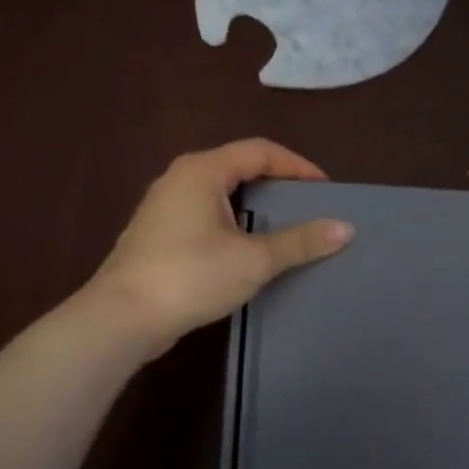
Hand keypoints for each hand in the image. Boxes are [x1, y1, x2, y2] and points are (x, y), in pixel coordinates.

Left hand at [83, 139, 352, 352]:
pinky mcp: (159, 235)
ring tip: (285, 228)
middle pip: (239, 167)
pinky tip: (249, 250)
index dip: (297, 166)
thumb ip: (300, 241)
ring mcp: (164, 207)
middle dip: (278, 184)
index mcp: (202, 171)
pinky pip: (207, 215)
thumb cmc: (191, 276)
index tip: (325, 190)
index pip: (260, 151)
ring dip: (256, 206)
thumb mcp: (254, 259)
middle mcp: (180, 179)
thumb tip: (345, 228)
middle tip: (309, 207)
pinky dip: (235, 223)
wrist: (122, 318)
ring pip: (221, 193)